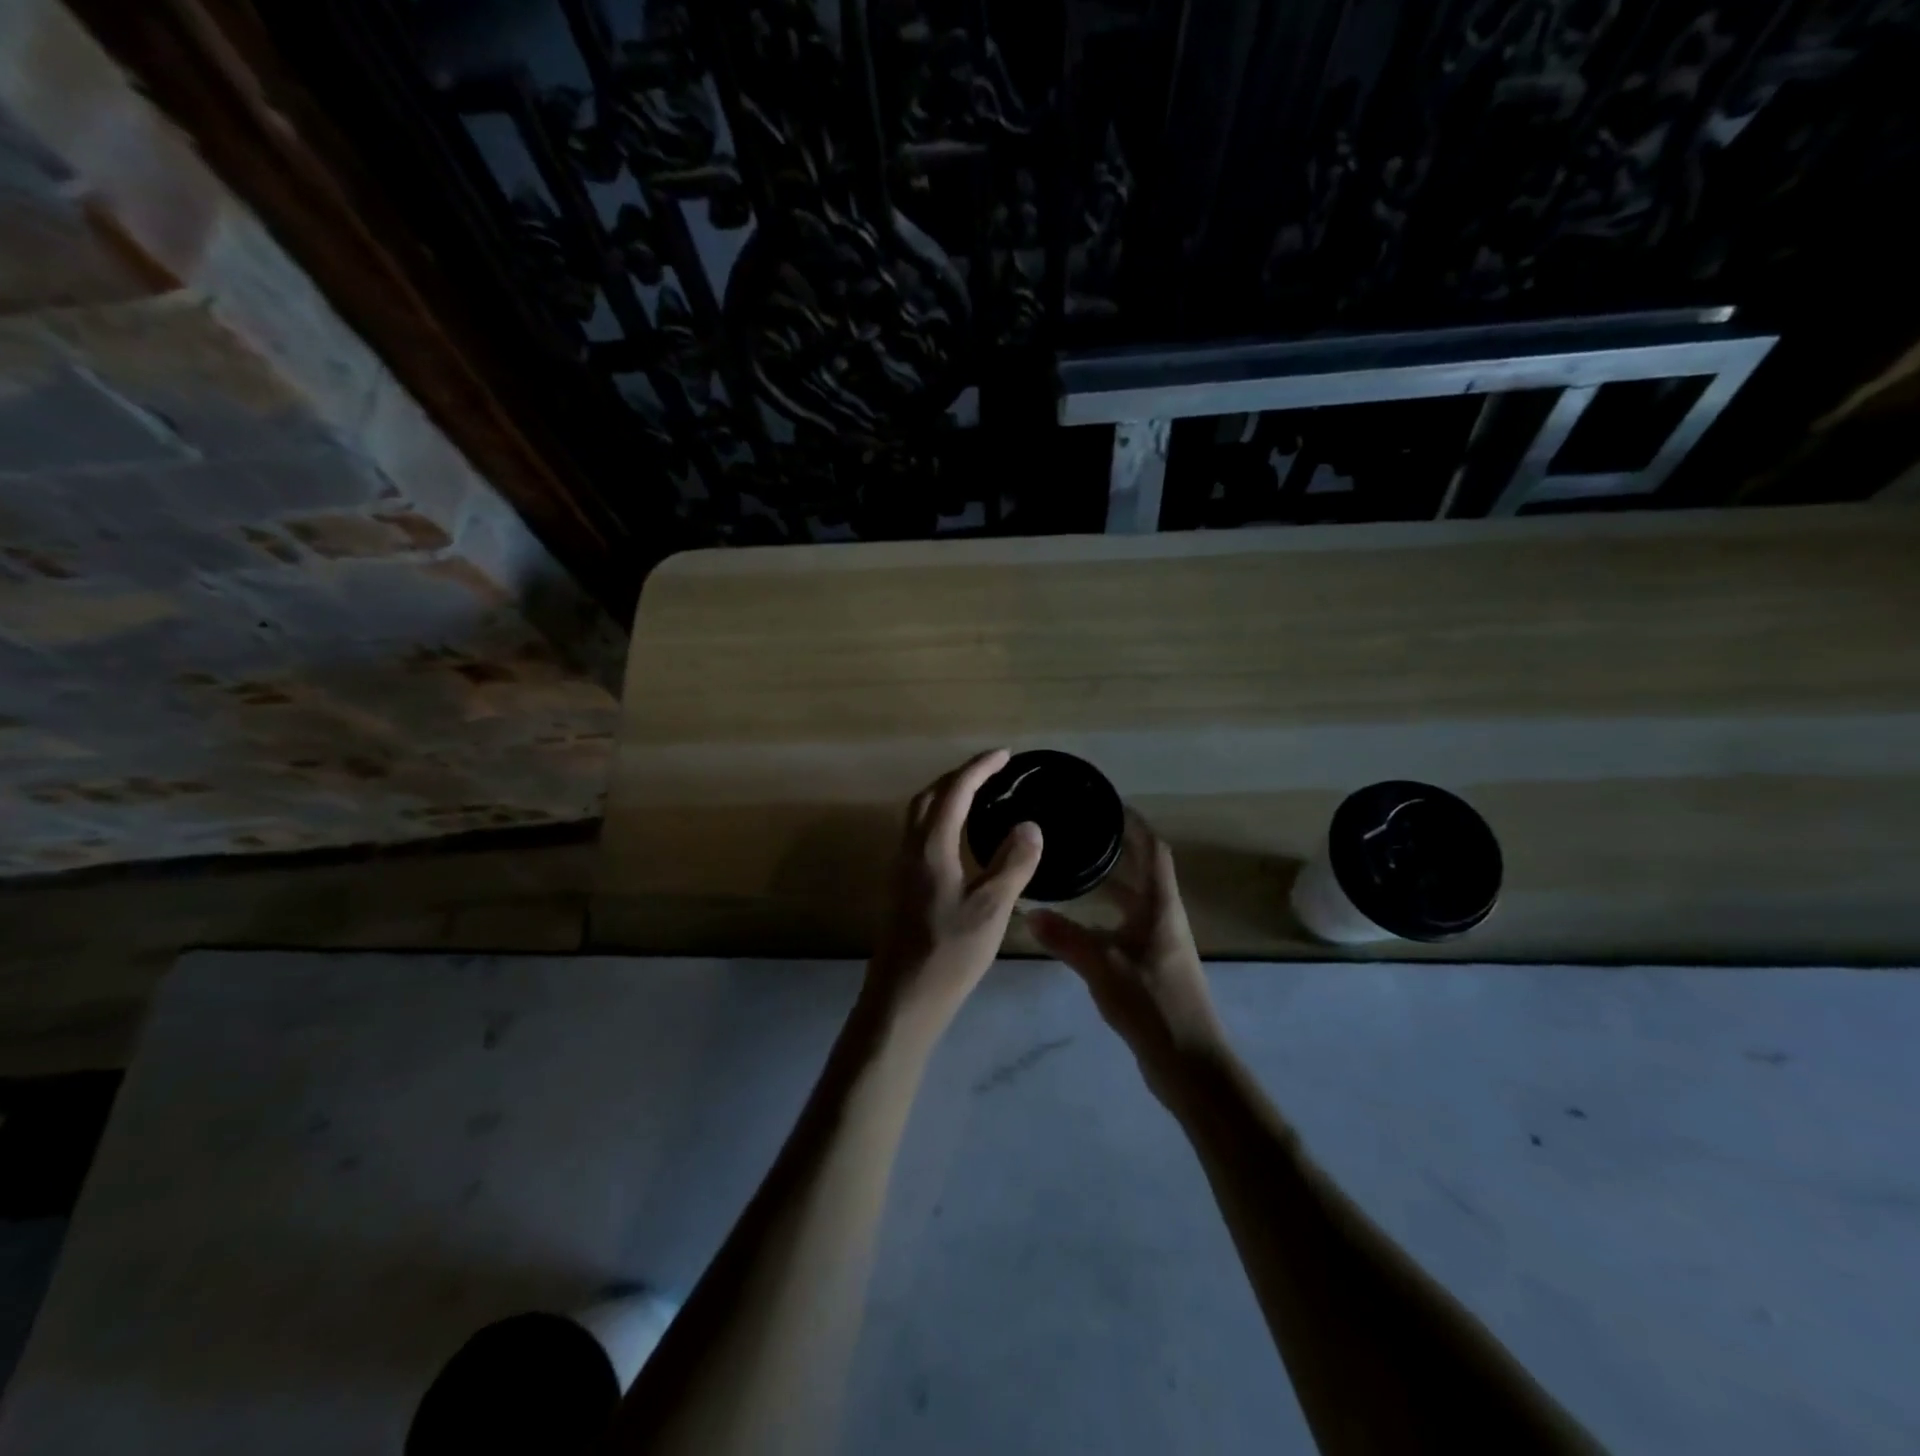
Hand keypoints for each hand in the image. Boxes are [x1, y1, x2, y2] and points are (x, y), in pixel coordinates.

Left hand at [868, 750, 1043, 1026]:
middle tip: (991, 771)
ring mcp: (902, 868)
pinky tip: (960, 840)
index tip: (1005, 755)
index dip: (979, 767)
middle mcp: (910, 849)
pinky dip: (942, 820)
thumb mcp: (992, 907)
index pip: (955, 791)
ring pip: (921, 816)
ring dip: (947, 796)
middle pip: (930, 796)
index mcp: (931, 846)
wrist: (903, 997)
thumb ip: (1012, 863)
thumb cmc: (949, 951)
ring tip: (979, 796)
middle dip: (959, 776)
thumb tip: (1029, 825)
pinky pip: (921, 835)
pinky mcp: (902, 887)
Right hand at [1028, 810, 1225, 1098]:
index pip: (1152, 850)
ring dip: (1110, 883)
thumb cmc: (1152, 1003)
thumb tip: (1028, 912)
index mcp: (1160, 906)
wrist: (1190, 1063)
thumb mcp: (1102, 966)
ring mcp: (1160, 944)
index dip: (1134, 824)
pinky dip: (1105, 915)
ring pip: (1133, 901)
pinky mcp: (1152, 967)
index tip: (1107, 804)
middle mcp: (1163, 917)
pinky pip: (1126, 926)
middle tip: (1079, 833)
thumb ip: (1065, 937)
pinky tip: (1079, 922)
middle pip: (1143, 871)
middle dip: (1116, 850)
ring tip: (1074, 869)